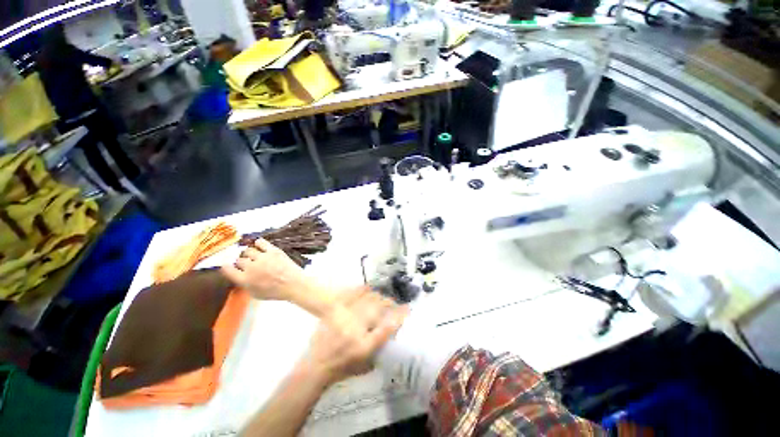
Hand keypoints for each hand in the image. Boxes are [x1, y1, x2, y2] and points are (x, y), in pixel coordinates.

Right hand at [221, 238, 313, 301]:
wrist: (293, 284)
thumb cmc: (275, 292)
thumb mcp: (255, 294)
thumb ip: (245, 284)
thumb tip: (239, 276)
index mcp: (244, 280)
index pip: (227, 269)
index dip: (226, 267)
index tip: (227, 266)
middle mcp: (251, 267)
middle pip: (239, 260)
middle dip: (241, 262)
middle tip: (247, 264)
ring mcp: (262, 257)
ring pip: (248, 250)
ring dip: (249, 254)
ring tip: (254, 256)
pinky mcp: (273, 251)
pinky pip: (261, 242)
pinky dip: (258, 243)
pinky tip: (259, 246)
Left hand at [299, 288, 407, 385]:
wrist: (316, 366)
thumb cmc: (342, 369)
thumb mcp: (365, 366)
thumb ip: (380, 351)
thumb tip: (391, 334)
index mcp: (364, 346)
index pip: (387, 327)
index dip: (399, 316)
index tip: (408, 308)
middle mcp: (356, 330)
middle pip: (377, 308)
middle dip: (389, 303)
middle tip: (393, 302)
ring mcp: (344, 318)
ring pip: (366, 299)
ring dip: (377, 296)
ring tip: (381, 296)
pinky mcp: (335, 311)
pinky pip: (350, 294)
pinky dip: (361, 289)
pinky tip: (368, 287)